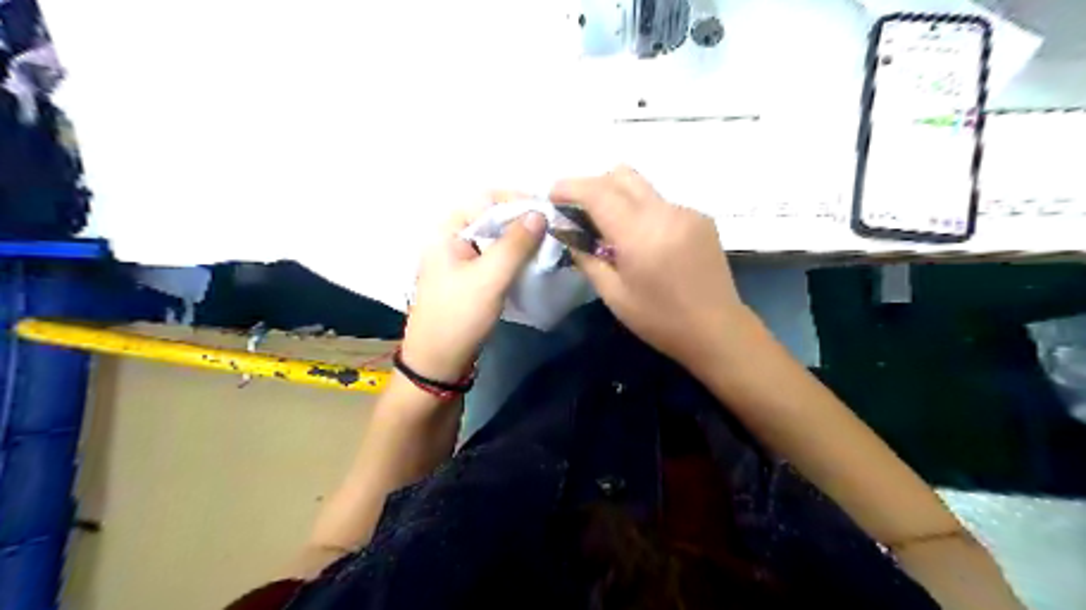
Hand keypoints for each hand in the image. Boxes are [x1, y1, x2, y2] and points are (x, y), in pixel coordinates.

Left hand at [399, 199, 546, 381]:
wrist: (439, 364)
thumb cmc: (459, 316)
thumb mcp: (489, 278)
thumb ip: (515, 244)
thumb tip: (540, 213)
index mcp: (446, 231)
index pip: (484, 198)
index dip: (516, 200)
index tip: (547, 210)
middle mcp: (451, 239)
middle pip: (491, 217)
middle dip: (522, 220)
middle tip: (553, 228)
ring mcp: (461, 260)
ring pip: (496, 239)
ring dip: (521, 240)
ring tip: (549, 244)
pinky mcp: (471, 279)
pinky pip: (496, 258)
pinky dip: (515, 257)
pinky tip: (534, 262)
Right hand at [553, 164, 746, 365]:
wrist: (717, 330)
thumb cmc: (660, 320)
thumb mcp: (613, 295)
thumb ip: (586, 257)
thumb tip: (568, 231)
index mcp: (640, 234)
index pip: (598, 191)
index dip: (570, 187)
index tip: (553, 195)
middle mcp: (665, 212)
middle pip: (621, 175)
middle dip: (593, 185)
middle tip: (579, 212)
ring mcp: (687, 212)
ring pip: (642, 187)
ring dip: (618, 198)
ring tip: (611, 231)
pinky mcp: (700, 218)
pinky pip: (660, 202)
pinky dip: (641, 211)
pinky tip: (644, 241)